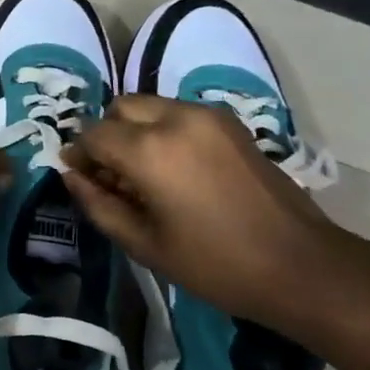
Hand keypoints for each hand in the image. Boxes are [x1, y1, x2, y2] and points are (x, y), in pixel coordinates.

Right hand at [62, 95, 343, 329]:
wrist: (298, 264)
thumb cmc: (214, 264)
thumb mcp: (144, 244)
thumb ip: (99, 204)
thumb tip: (71, 176)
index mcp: (150, 151)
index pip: (94, 135)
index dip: (78, 155)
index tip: (77, 176)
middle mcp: (176, 119)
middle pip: (121, 108)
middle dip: (106, 135)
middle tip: (109, 174)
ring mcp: (208, 116)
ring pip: (150, 105)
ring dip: (134, 129)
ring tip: (141, 173)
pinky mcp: (230, 123)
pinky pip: (179, 112)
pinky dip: (162, 129)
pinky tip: (172, 168)